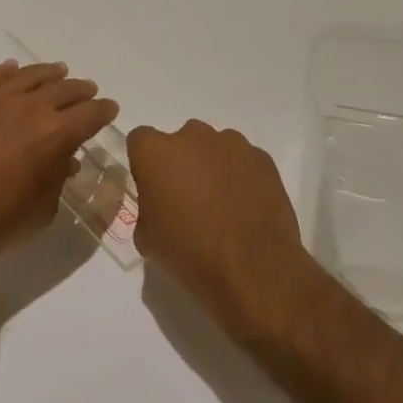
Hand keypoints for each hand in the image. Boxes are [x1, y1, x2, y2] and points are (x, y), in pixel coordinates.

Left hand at [0, 60, 118, 265]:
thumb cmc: (0, 221)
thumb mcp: (44, 208)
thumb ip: (58, 177)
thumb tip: (64, 160)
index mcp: (57, 134)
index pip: (90, 114)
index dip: (103, 110)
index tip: (109, 109)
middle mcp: (30, 109)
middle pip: (63, 90)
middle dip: (80, 90)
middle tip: (87, 90)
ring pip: (28, 77)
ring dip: (48, 73)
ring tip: (58, 71)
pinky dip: (6, 72)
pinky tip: (12, 69)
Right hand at [127, 120, 315, 330]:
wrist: (252, 267)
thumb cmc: (189, 252)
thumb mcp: (147, 238)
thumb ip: (147, 208)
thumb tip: (160, 206)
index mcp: (156, 152)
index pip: (140, 140)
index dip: (145, 164)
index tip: (153, 189)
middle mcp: (192, 136)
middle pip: (180, 141)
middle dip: (181, 163)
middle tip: (187, 199)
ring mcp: (232, 143)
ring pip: (214, 148)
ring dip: (212, 167)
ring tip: (221, 205)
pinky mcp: (262, 157)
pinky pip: (243, 160)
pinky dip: (240, 176)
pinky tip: (245, 207)